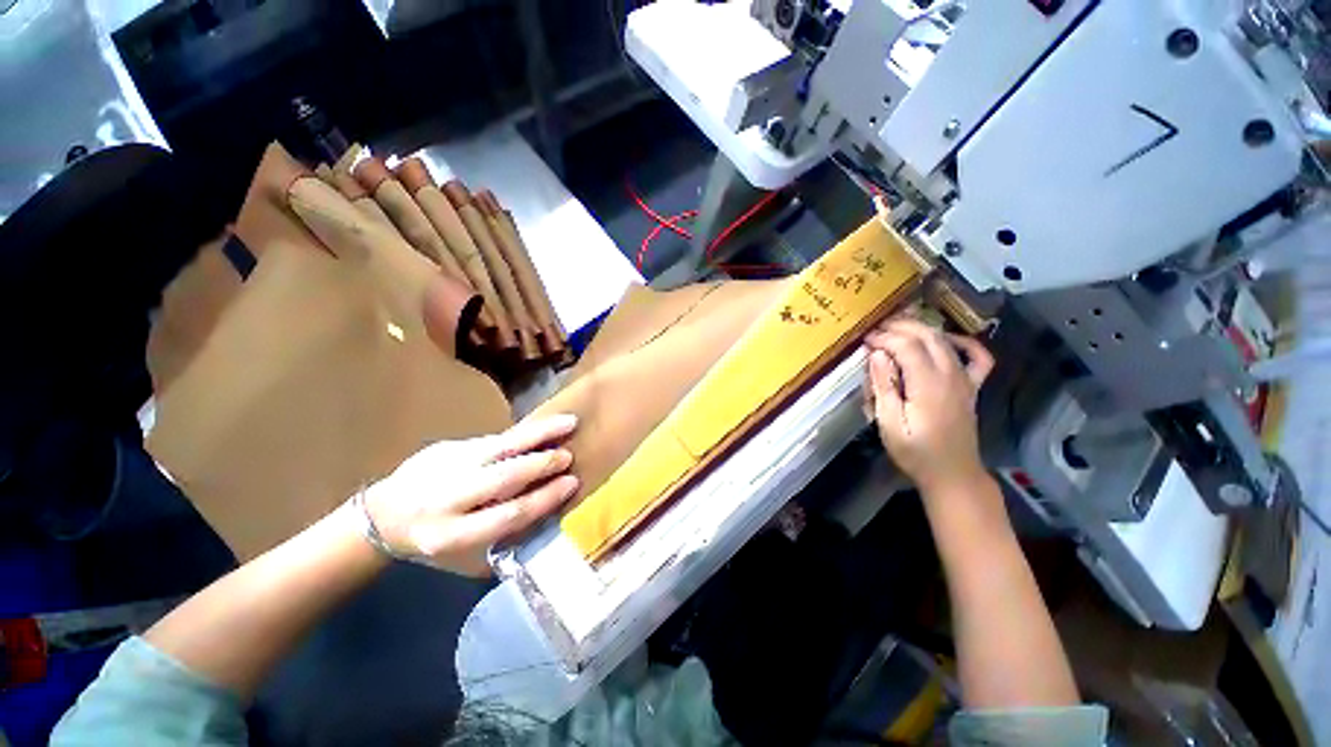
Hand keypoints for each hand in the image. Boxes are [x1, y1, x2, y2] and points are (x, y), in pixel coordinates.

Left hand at [363, 415, 579, 575]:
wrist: (381, 515)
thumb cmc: (432, 540)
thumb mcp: (461, 551)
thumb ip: (500, 534)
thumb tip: (545, 511)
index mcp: (450, 534)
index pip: (507, 515)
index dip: (543, 498)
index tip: (571, 484)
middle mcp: (446, 499)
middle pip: (503, 478)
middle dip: (541, 465)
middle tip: (568, 457)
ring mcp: (445, 467)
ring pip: (500, 447)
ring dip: (537, 435)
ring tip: (567, 423)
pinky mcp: (446, 446)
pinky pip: (493, 438)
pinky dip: (523, 433)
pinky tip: (542, 427)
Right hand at [863, 319, 993, 494]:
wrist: (953, 474)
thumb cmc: (915, 453)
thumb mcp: (889, 424)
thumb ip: (883, 387)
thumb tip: (878, 355)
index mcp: (929, 385)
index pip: (907, 346)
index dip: (884, 338)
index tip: (864, 340)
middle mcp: (951, 375)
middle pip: (928, 336)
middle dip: (899, 327)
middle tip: (876, 329)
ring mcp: (965, 380)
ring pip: (945, 341)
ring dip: (920, 329)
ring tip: (896, 328)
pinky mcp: (972, 387)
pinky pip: (976, 356)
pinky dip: (962, 342)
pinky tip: (945, 340)